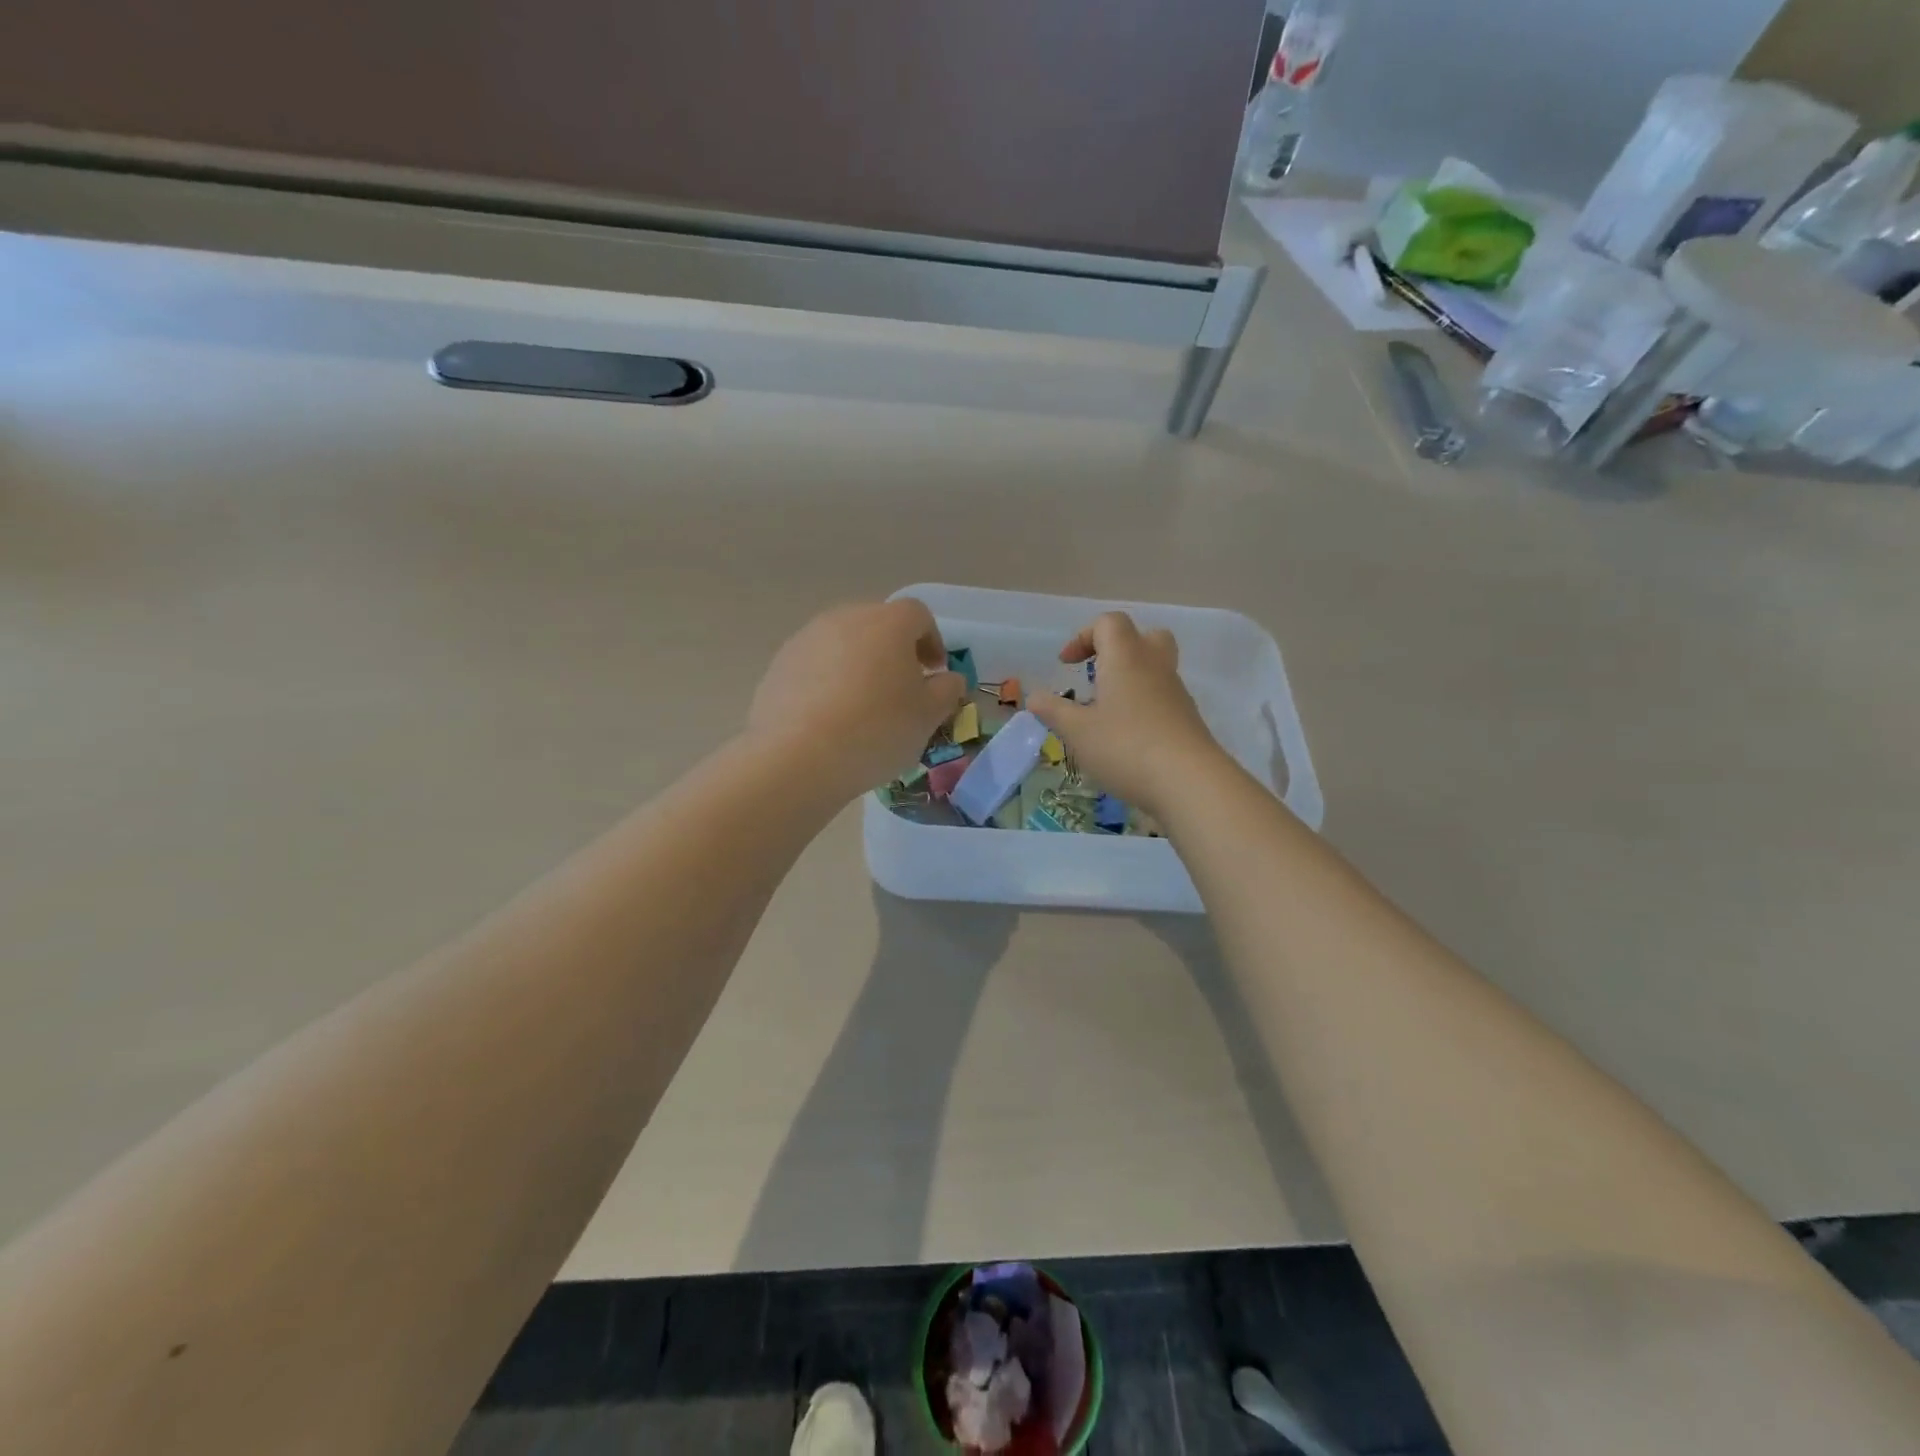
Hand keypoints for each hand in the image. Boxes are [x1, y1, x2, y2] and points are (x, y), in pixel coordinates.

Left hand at [749, 599, 966, 796]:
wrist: (796, 757)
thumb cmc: (876, 730)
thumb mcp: (927, 717)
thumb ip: (946, 691)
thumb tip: (948, 679)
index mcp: (888, 623)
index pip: (918, 615)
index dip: (932, 641)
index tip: (934, 672)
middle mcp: (845, 618)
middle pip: (877, 625)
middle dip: (894, 652)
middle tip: (901, 689)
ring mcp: (807, 639)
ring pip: (843, 644)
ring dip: (859, 666)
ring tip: (863, 707)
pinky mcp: (779, 665)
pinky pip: (815, 666)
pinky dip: (828, 682)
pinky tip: (830, 719)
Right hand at [1028, 612, 1225, 817]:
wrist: (1190, 782)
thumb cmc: (1125, 747)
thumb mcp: (1077, 732)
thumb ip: (1053, 711)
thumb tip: (1034, 698)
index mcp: (1126, 657)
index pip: (1108, 623)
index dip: (1083, 636)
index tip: (1067, 665)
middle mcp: (1155, 666)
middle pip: (1143, 636)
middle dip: (1117, 649)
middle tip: (1097, 675)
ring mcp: (1176, 693)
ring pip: (1155, 669)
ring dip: (1129, 681)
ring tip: (1105, 714)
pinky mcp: (1187, 720)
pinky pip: (1163, 698)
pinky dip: (1143, 707)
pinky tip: (1126, 739)